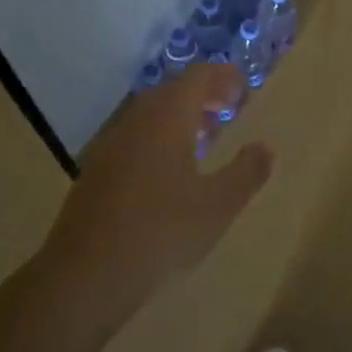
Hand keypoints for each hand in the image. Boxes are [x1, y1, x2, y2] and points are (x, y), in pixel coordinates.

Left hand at [42, 63, 273, 298]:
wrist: (87, 274)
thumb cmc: (162, 232)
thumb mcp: (218, 205)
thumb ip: (246, 172)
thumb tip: (265, 147)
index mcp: (167, 120)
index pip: (197, 78)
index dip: (222, 77)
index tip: (243, 87)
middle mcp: (136, 123)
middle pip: (171, 92)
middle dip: (202, 95)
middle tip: (228, 109)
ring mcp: (110, 147)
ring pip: (150, 116)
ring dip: (179, 118)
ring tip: (205, 138)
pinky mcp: (96, 172)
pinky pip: (135, 139)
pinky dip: (159, 139)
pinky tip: (170, 172)